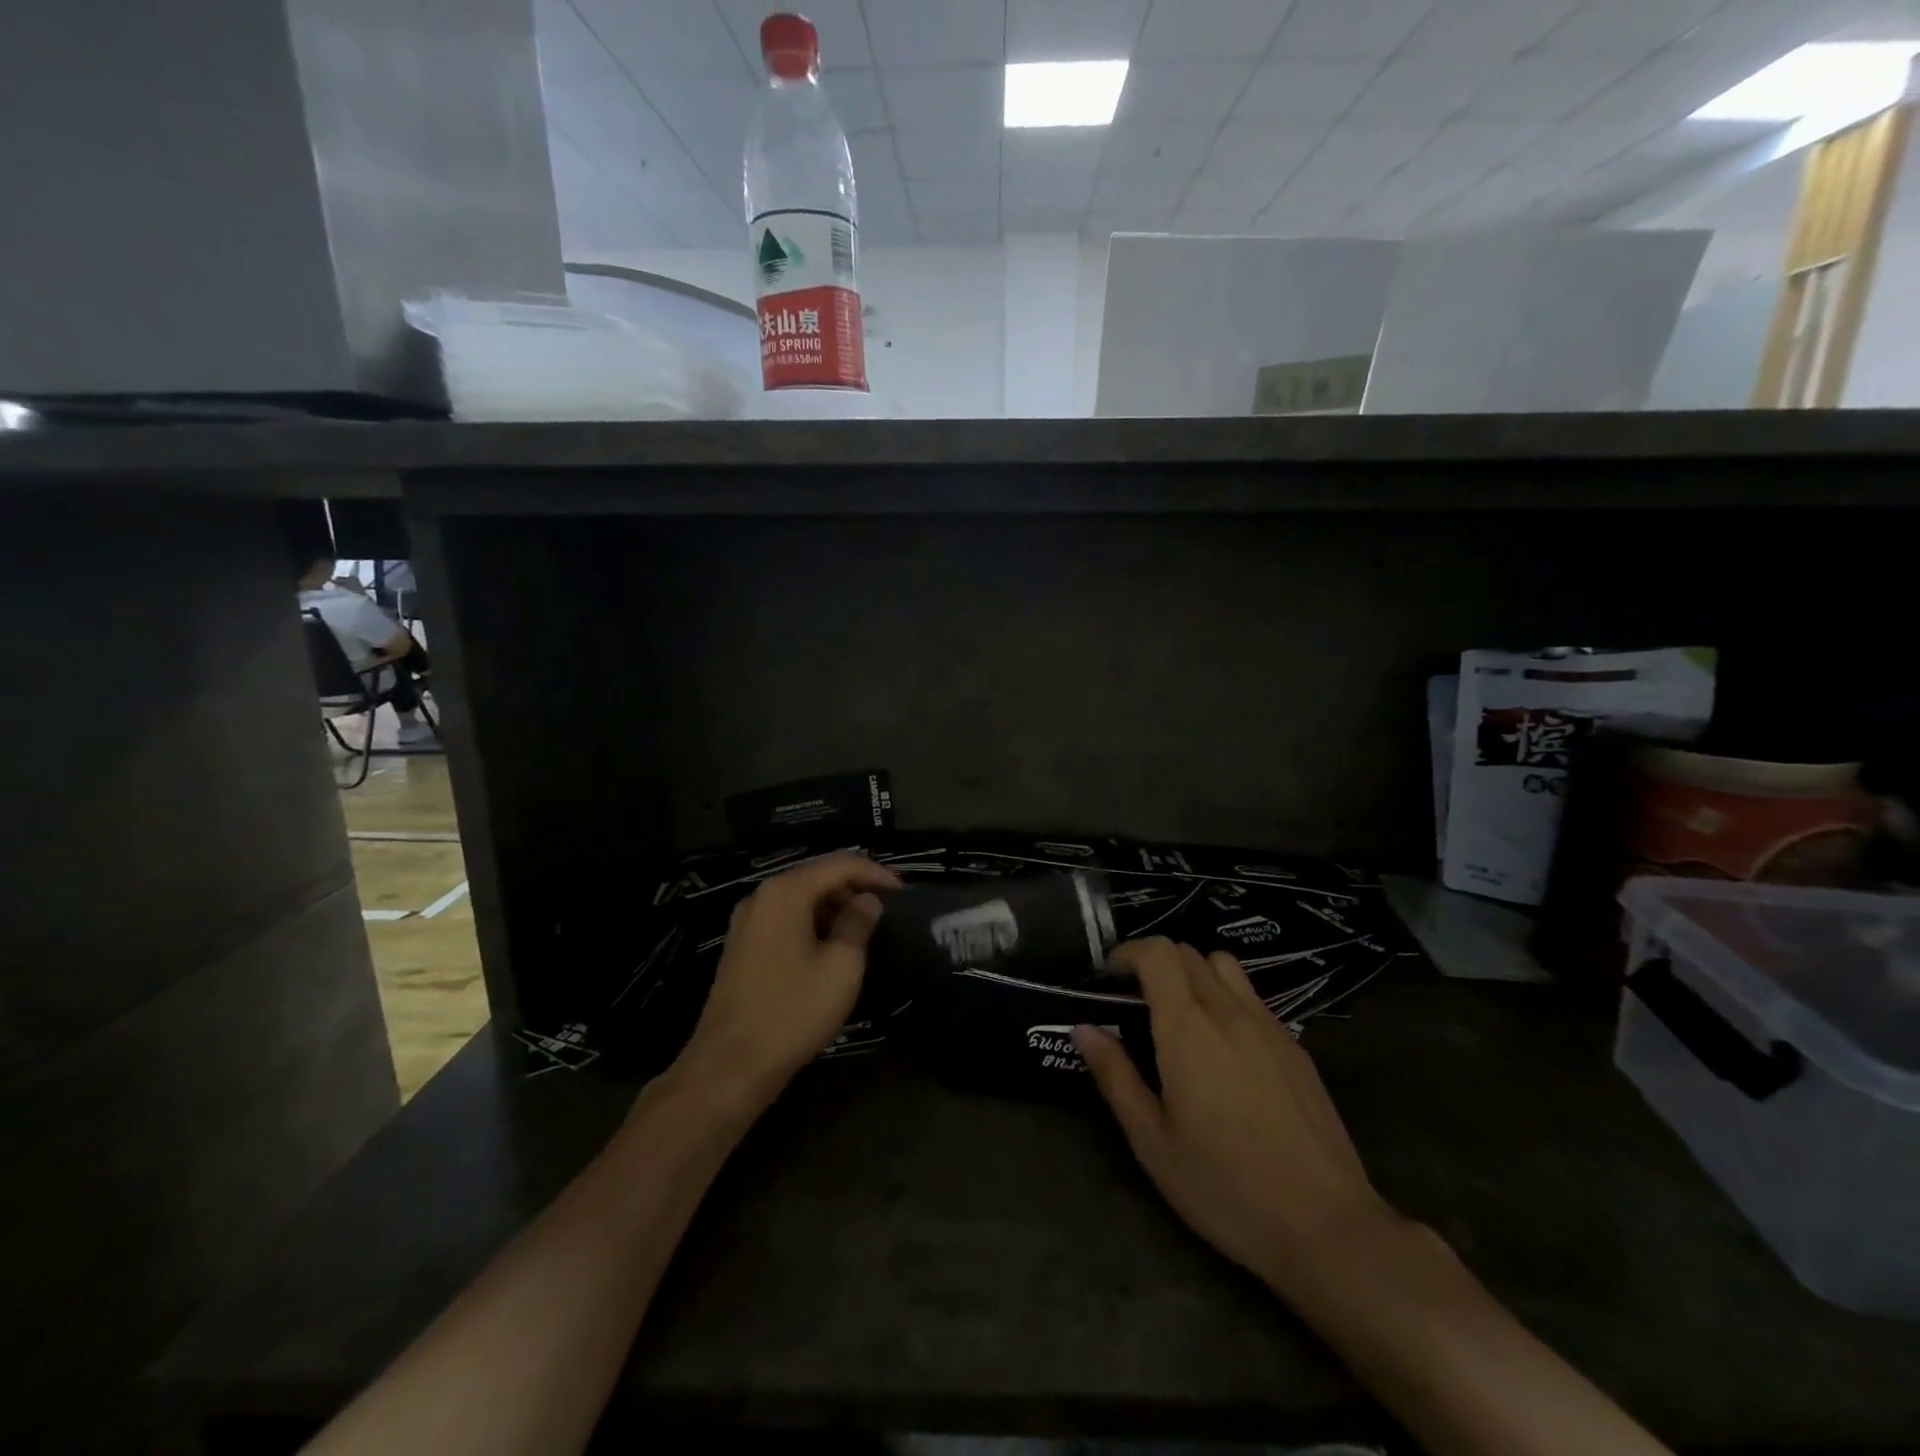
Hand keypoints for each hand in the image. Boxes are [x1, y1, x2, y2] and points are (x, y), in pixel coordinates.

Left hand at [674, 852, 901, 1112]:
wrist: (729, 1066)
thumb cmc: (792, 1012)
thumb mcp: (841, 967)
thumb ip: (858, 924)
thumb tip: (868, 900)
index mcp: (785, 892)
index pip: (839, 864)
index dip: (875, 873)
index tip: (903, 892)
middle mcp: (761, 896)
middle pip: (817, 875)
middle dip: (855, 887)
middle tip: (887, 909)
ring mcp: (747, 921)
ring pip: (800, 897)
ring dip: (834, 906)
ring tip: (866, 927)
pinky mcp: (742, 946)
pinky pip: (785, 918)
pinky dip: (813, 921)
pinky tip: (832, 944)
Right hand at [1073, 937, 1396, 1294]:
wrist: (1326, 1227)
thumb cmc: (1225, 1188)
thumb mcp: (1153, 1142)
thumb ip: (1115, 1076)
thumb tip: (1083, 1029)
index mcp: (1188, 1028)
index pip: (1157, 952)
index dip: (1128, 952)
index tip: (1109, 978)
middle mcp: (1228, 1011)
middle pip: (1188, 952)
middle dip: (1155, 963)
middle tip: (1136, 1002)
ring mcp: (1269, 1026)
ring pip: (1225, 967)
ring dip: (1195, 973)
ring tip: (1182, 1017)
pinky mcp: (1296, 1047)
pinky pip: (1253, 998)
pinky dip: (1227, 1000)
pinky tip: (1226, 1051)